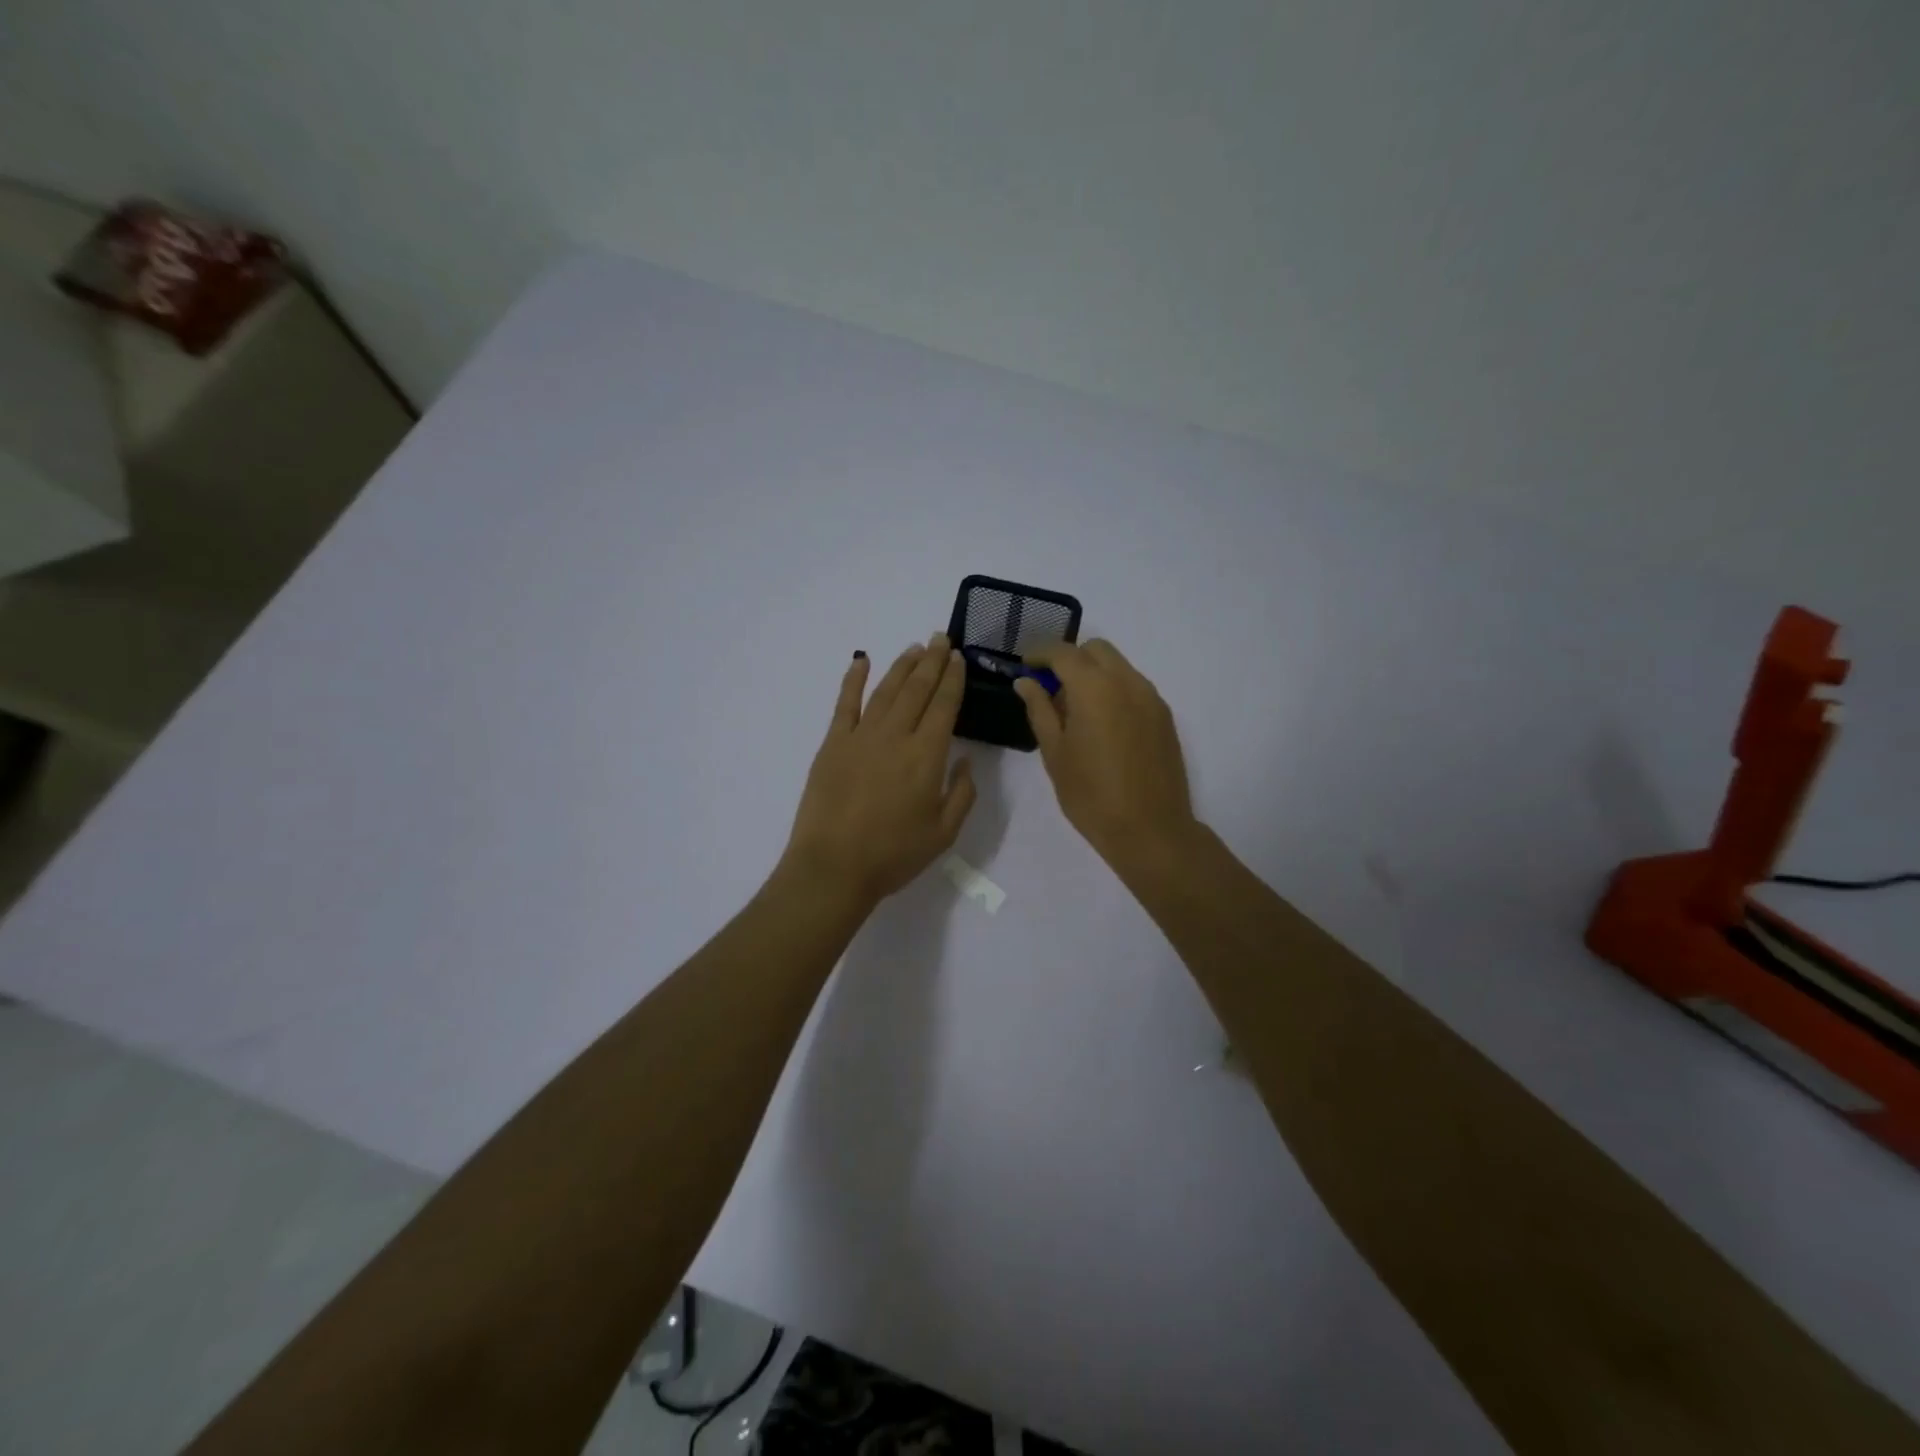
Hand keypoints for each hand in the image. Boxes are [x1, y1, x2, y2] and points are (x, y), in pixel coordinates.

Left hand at [781, 634, 976, 909]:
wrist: (834, 867)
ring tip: (914, 648)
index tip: (958, 658)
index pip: (944, 706)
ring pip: (886, 690)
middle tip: (940, 638)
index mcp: (926, 756)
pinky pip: (845, 703)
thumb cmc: (894, 854)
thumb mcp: (944, 832)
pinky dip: (853, 679)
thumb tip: (967, 760)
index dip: (953, 679)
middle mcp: (895, 736)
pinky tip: (861, 660)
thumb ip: (962, 793)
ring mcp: (861, 736)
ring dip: (902, 666)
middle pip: (917, 689)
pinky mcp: (833, 744)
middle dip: (932, 662)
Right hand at [1014, 640, 1198, 868]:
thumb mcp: (1055, 753)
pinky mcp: (1164, 716)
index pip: (1063, 652)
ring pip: (1118, 666)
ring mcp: (1150, 697)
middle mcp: (1127, 682)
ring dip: (1093, 674)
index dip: (1039, 653)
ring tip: (1075, 711)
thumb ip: (1040, 709)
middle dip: (1070, 658)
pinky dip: (1113, 690)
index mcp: (1094, 688)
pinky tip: (1102, 725)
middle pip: (1095, 650)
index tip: (1025, 665)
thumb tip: (1026, 681)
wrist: (1150, 830)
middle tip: (1050, 688)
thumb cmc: (1091, 795)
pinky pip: (1133, 686)